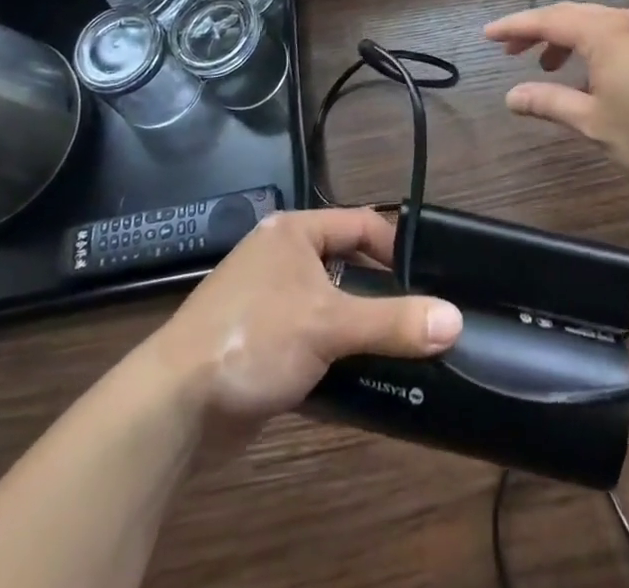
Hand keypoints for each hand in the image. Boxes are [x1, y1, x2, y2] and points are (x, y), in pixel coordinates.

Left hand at [138, 208, 460, 452]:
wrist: (173, 405)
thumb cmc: (254, 338)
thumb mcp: (329, 325)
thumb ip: (393, 322)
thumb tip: (455, 320)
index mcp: (294, 232)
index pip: (360, 224)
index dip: (396, 246)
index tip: (429, 278)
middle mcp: (281, 256)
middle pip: (347, 264)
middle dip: (381, 290)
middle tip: (422, 315)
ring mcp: (268, 300)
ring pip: (330, 304)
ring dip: (359, 325)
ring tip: (402, 346)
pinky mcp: (261, 341)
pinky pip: (311, 336)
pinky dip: (336, 351)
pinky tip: (363, 375)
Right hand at [485, 2, 628, 190]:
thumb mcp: (593, 122)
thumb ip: (549, 103)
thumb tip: (511, 97)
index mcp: (604, 33)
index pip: (548, 21)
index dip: (515, 27)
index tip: (488, 34)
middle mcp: (624, 20)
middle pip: (570, 14)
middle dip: (537, 31)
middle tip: (511, 52)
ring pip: (593, 21)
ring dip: (565, 38)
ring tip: (546, 66)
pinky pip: (614, 30)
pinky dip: (590, 44)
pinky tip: (587, 72)